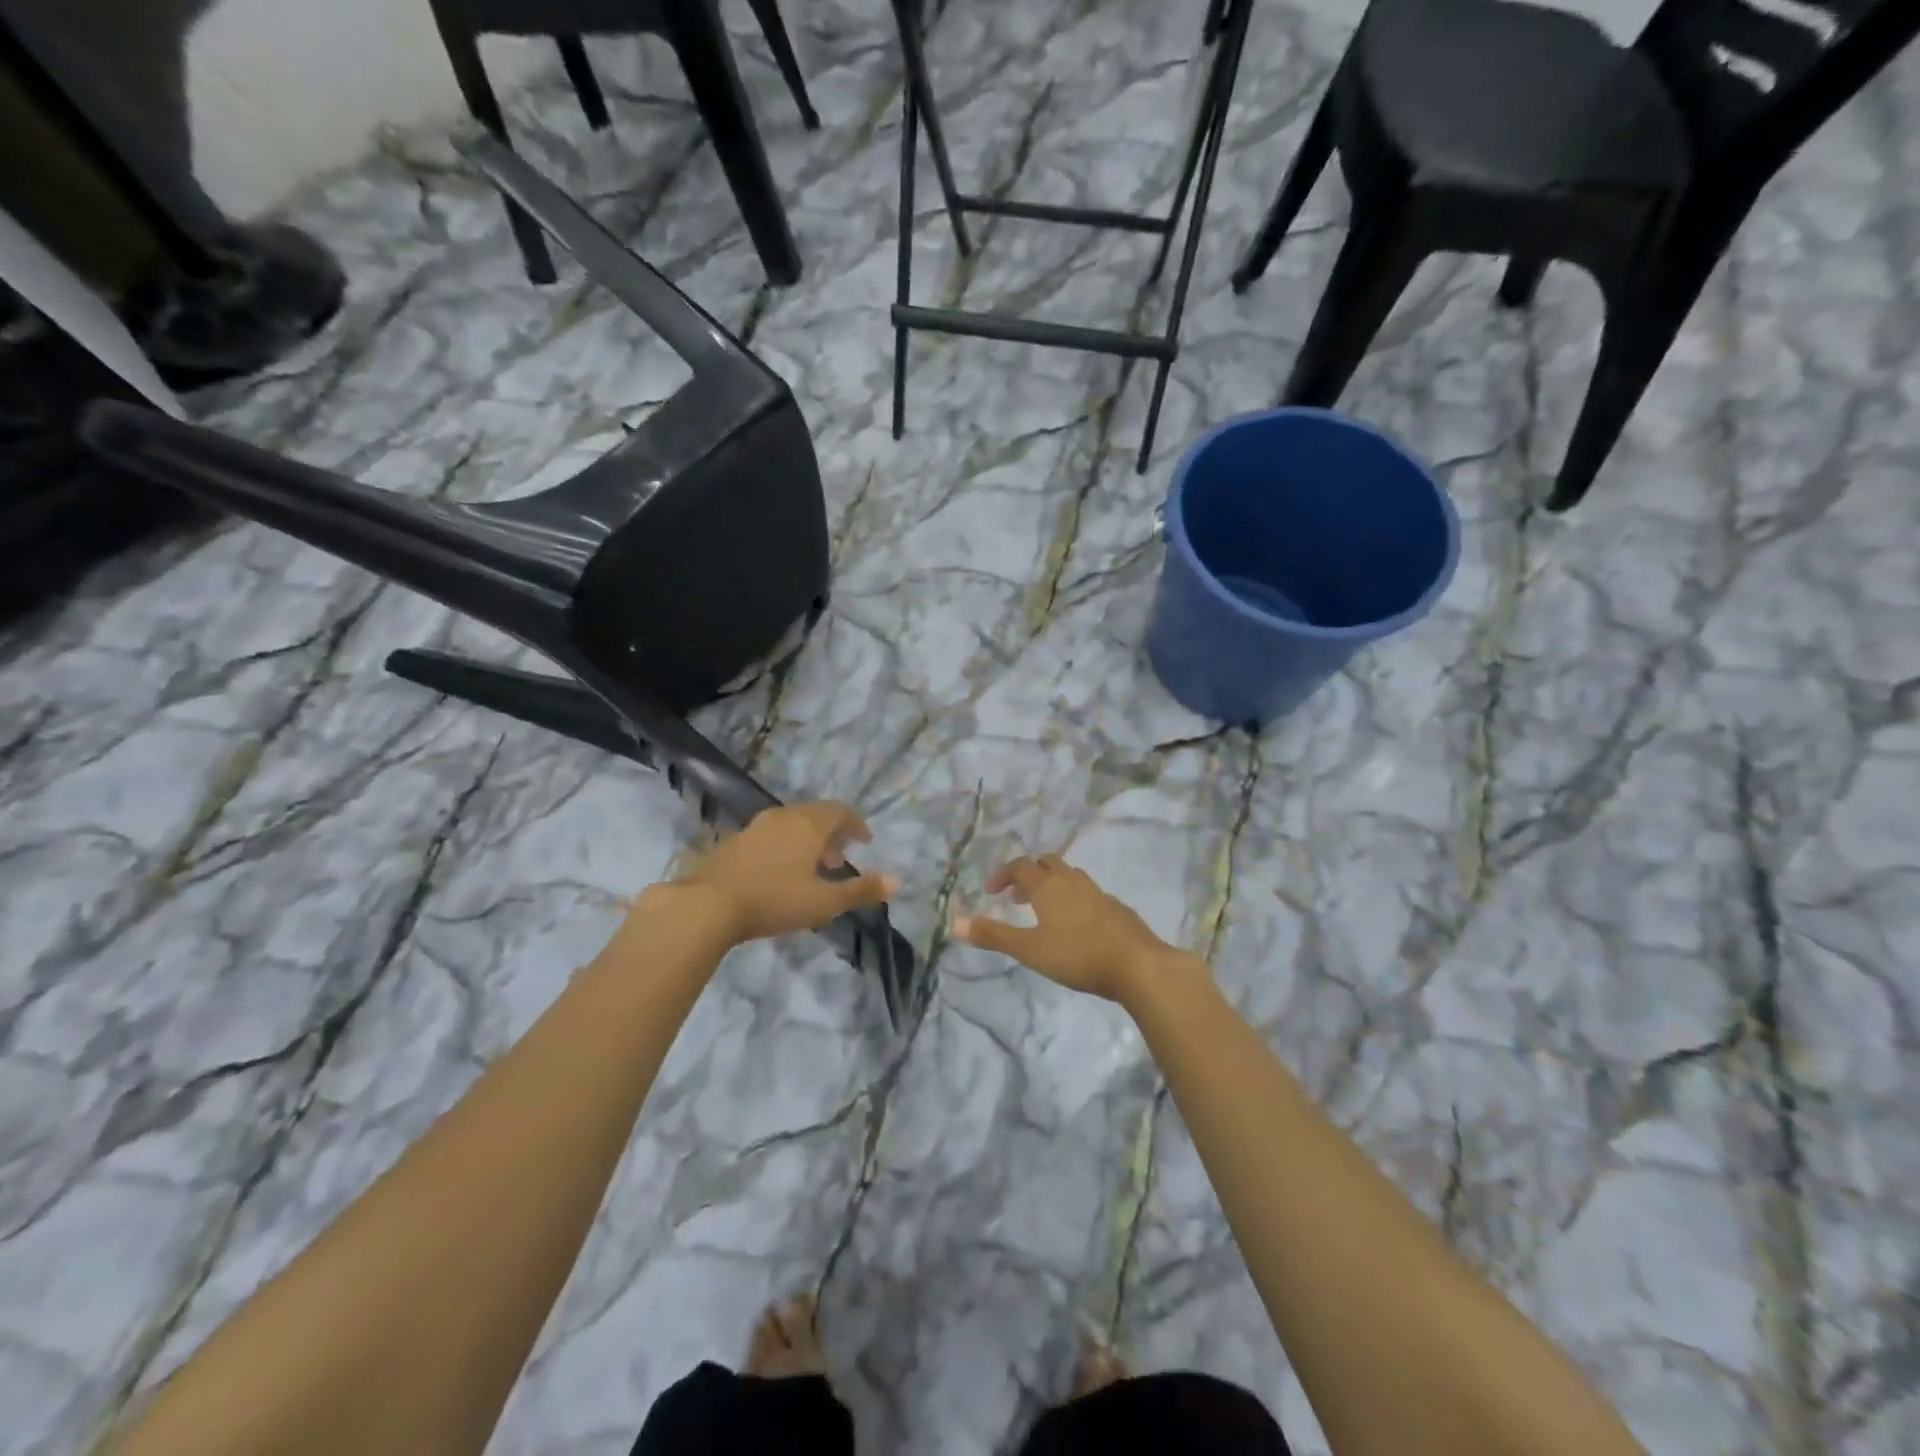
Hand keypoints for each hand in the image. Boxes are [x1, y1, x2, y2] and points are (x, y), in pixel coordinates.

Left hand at [674, 802, 898, 945]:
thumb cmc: (775, 900)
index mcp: (809, 824)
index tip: (865, 841)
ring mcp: (755, 827)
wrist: (708, 905)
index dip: (856, 824)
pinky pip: (769, 836)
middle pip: (815, 815)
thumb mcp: (825, 902)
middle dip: (832, 835)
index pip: (840, 811)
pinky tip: (778, 874)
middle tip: (839, 861)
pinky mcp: (734, 841)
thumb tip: (897, 881)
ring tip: (811, 870)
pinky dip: (784, 847)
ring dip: (807, 842)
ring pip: (791, 825)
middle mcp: (783, 816)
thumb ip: (861, 890)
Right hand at [951, 853, 1191, 1002]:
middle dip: (1028, 875)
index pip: (1020, 866)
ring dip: (1051, 885)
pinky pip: (1087, 892)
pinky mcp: (1115, 907)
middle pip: (1046, 864)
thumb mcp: (1029, 949)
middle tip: (1016, 898)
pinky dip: (1072, 898)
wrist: (1138, 964)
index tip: (992, 891)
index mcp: (1048, 885)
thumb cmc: (1078, 955)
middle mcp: (1072, 880)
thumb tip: (954, 923)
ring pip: (1068, 876)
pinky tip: (1075, 925)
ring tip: (1042, 910)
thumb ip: (993, 936)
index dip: (1003, 874)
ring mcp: (1097, 892)